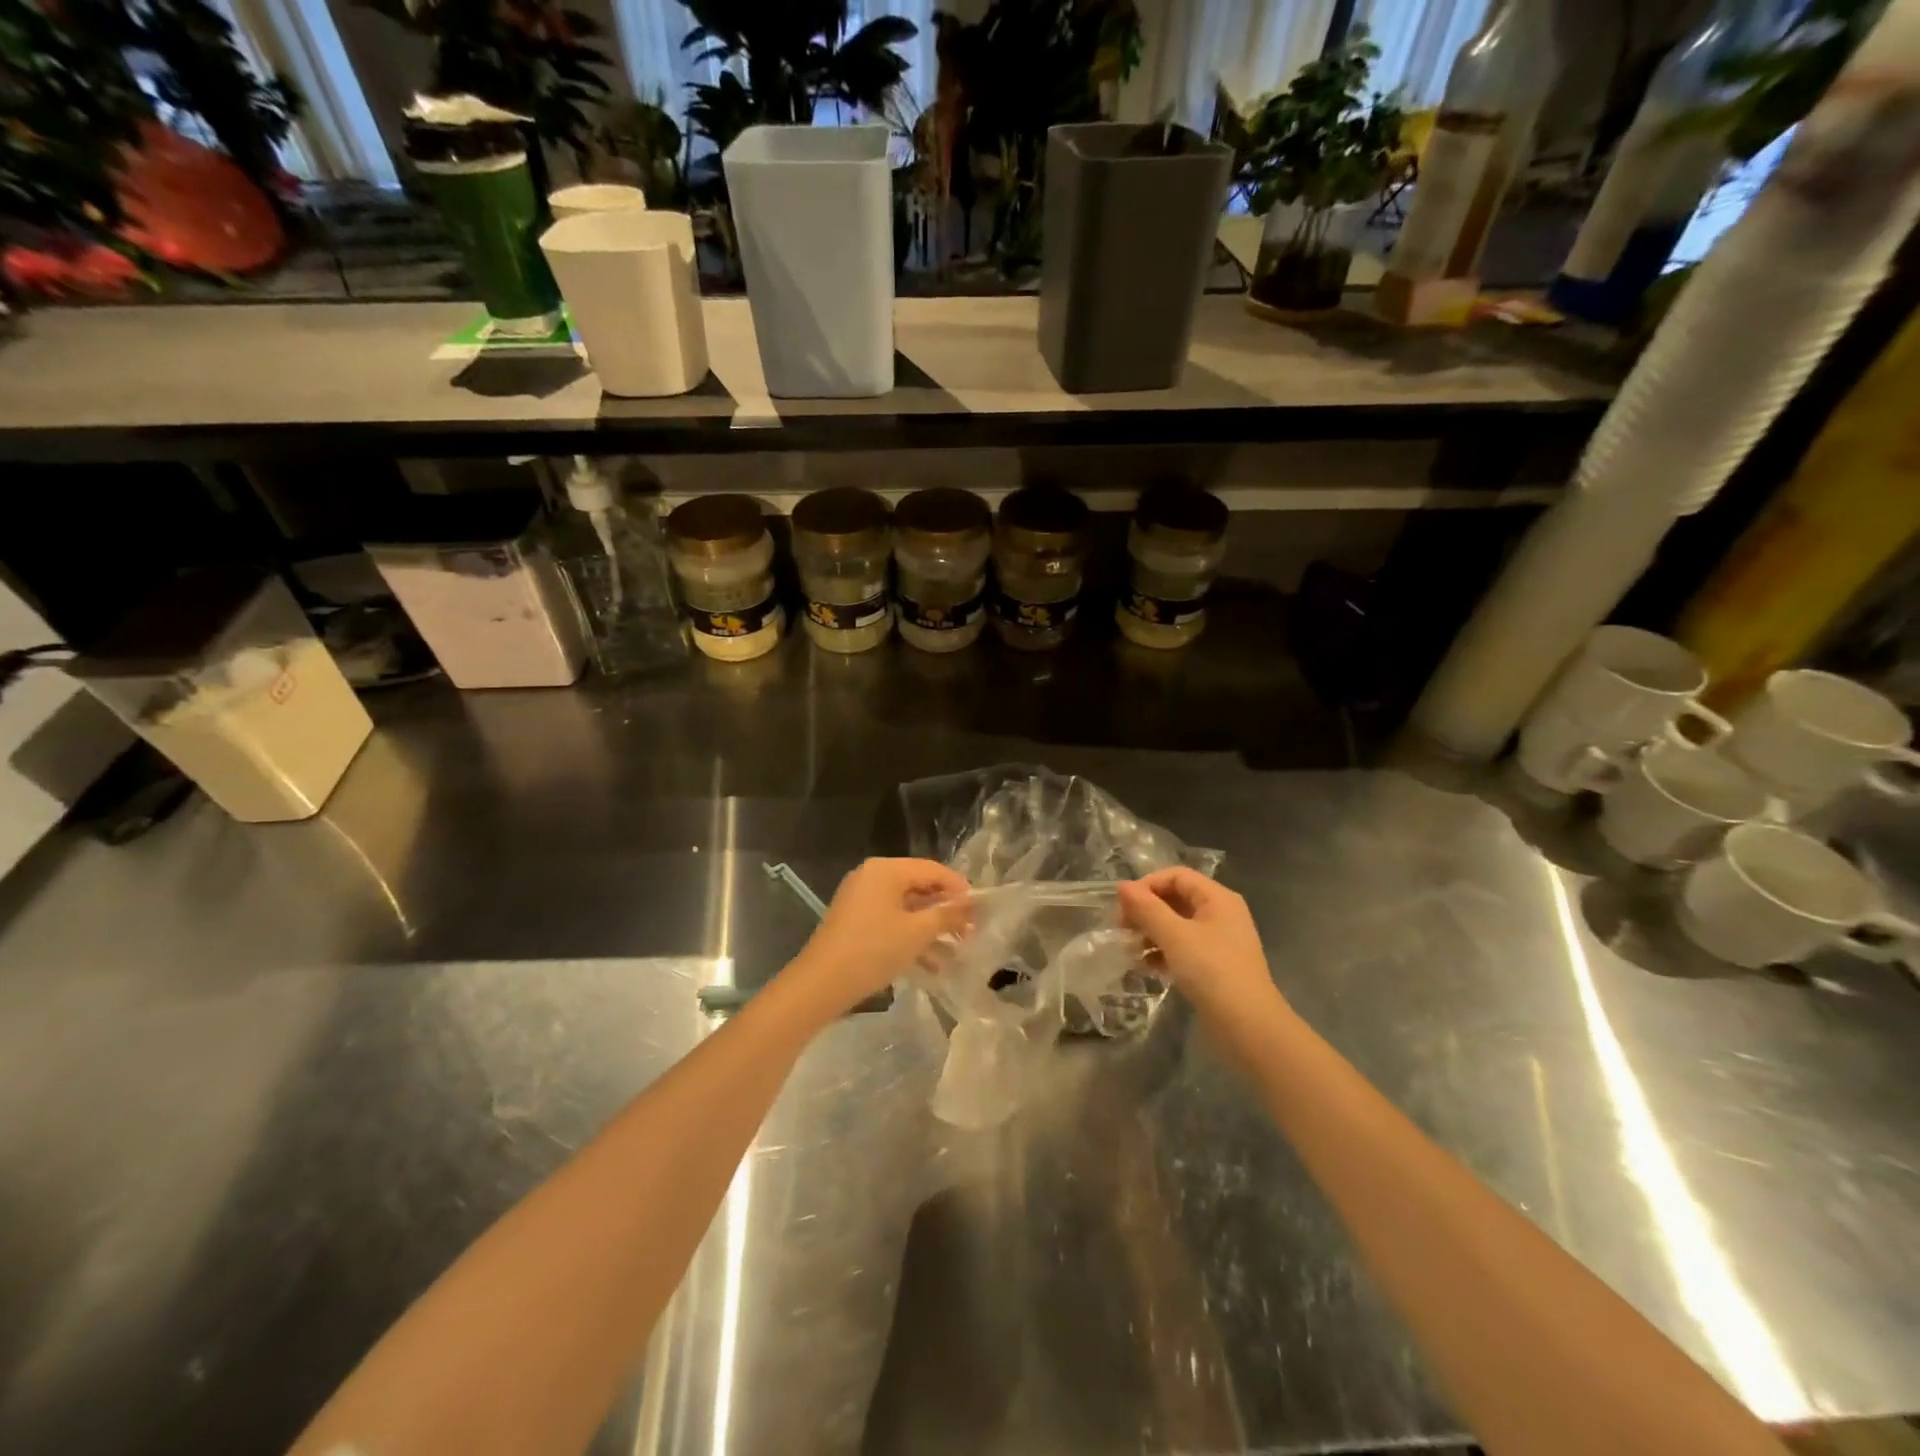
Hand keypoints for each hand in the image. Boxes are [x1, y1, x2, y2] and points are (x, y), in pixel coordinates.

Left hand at [784, 858, 971, 1018]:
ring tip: (957, 952)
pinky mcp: (855, 922)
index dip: (959, 888)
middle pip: (919, 887)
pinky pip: (891, 922)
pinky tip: (932, 966)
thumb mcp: (917, 932)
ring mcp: (861, 900)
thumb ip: (947, 914)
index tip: (980, 909)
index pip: (933, 869)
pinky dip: (911, 938)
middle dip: (946, 911)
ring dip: (931, 929)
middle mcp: (872, 877)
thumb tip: (970, 904)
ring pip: (906, 909)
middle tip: (970, 932)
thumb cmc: (873, 950)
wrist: (820, 984)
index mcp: (886, 870)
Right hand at [1118, 868, 1280, 1018]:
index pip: (1176, 876)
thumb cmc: (1212, 971)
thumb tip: (1122, 886)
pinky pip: (1183, 948)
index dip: (1147, 885)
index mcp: (1217, 898)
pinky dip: (1163, 953)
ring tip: (1130, 951)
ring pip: (1177, 925)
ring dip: (1151, 934)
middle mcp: (1221, 914)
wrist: (1249, 1027)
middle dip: (1146, 912)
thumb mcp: (1174, 936)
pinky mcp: (1215, 966)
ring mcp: (1219, 941)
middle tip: (1122, 929)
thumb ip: (1147, 908)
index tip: (1123, 907)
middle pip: (1175, 899)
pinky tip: (1147, 967)